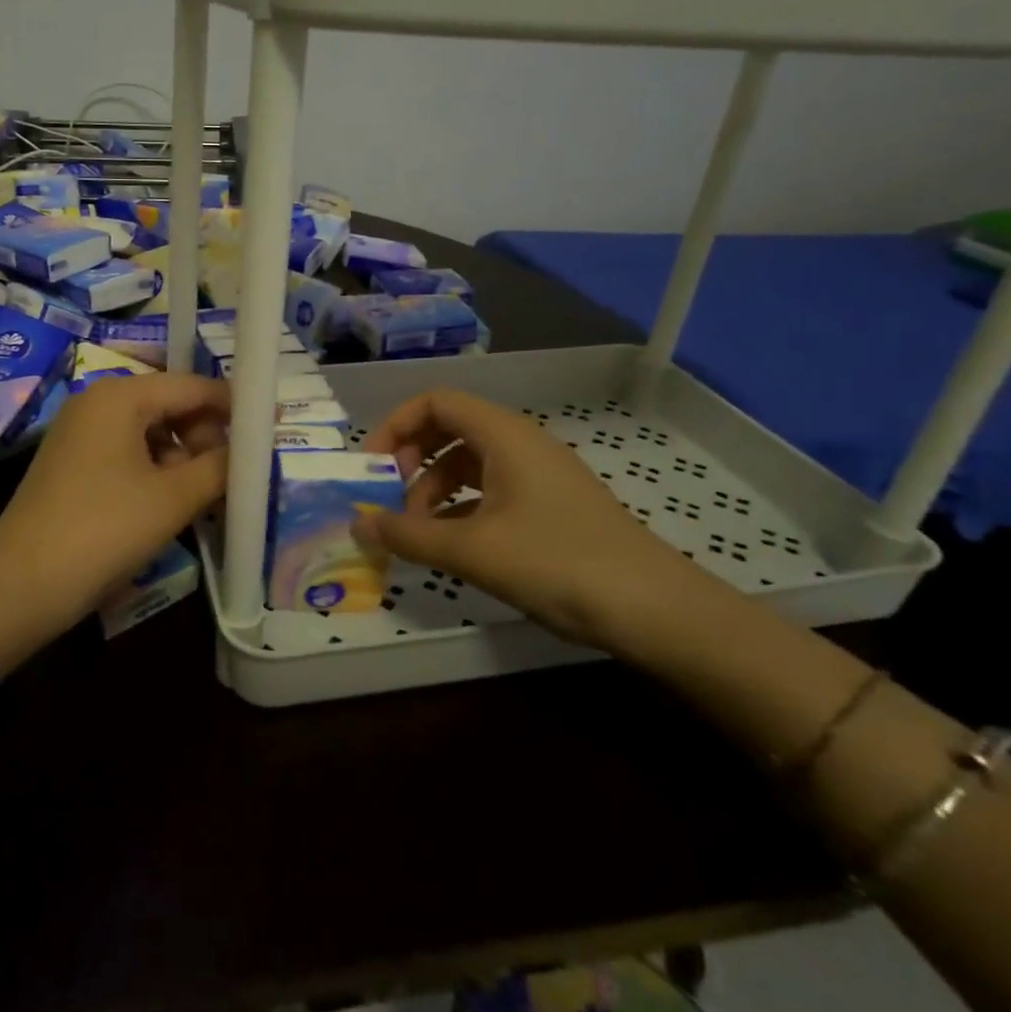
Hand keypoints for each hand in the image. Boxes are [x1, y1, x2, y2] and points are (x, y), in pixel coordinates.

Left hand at [0, 372, 228, 620]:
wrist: (22, 585)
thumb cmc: (104, 529)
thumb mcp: (174, 498)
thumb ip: (221, 466)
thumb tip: (252, 450)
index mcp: (120, 396)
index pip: (192, 386)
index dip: (234, 407)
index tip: (271, 429)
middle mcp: (97, 403)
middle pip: (170, 407)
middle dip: (207, 438)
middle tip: (235, 477)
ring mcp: (80, 435)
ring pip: (150, 434)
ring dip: (184, 461)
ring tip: (209, 498)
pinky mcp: (72, 465)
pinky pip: (128, 455)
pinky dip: (156, 474)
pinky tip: (172, 506)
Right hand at [355, 389, 714, 652]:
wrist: (653, 610)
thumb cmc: (557, 563)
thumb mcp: (472, 550)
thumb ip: (408, 534)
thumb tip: (357, 523)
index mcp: (504, 435)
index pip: (436, 402)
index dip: (395, 426)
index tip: (371, 468)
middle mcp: (521, 444)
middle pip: (449, 429)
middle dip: (411, 460)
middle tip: (389, 500)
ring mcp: (539, 476)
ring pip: (469, 463)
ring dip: (433, 489)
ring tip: (416, 533)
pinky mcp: (551, 507)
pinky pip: (491, 491)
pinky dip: (461, 509)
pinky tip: (450, 546)